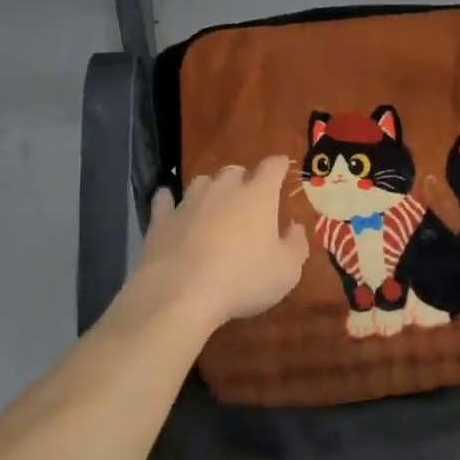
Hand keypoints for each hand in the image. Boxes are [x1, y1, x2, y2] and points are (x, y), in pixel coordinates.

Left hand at [124, 156, 309, 334]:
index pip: (272, 167)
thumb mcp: (286, 271)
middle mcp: (223, 188)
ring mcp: (190, 200)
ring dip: (210, 189)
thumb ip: (296, 244)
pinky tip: (170, 206)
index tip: (282, 167)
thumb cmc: (243, 280)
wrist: (181, 294)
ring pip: (202, 181)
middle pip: (235, 171)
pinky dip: (169, 200)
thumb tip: (294, 226)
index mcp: (258, 195)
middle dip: (243, 180)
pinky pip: (165, 199)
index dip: (279, 165)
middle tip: (247, 199)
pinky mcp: (162, 218)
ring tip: (212, 205)